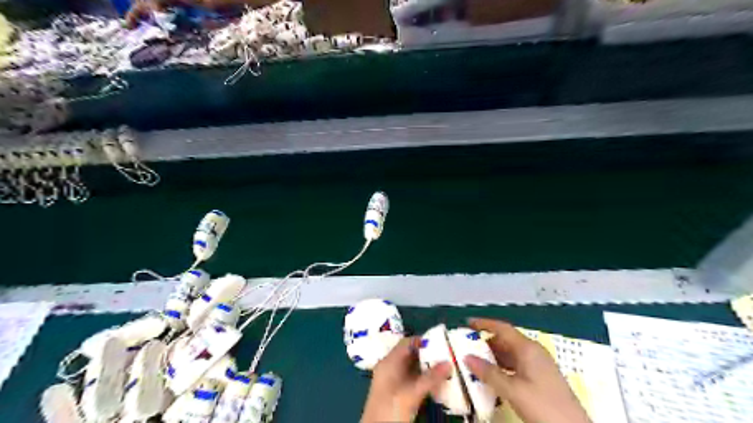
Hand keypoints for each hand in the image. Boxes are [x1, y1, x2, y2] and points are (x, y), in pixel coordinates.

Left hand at [362, 337, 448, 421]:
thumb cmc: (391, 409)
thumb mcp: (412, 393)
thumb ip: (430, 378)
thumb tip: (449, 362)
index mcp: (389, 362)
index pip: (407, 342)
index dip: (423, 341)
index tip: (441, 343)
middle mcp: (389, 367)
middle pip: (410, 354)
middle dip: (428, 355)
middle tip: (447, 356)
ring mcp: (392, 380)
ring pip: (412, 368)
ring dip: (427, 368)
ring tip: (446, 369)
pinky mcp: (396, 392)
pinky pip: (412, 379)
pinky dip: (424, 379)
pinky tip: (437, 384)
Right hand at [462, 318, 590, 422]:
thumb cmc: (543, 405)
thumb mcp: (513, 390)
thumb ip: (489, 373)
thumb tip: (467, 358)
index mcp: (528, 348)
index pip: (503, 328)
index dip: (484, 323)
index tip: (467, 323)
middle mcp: (533, 352)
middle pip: (506, 340)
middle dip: (486, 342)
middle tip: (467, 346)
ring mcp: (538, 365)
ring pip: (510, 354)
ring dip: (493, 356)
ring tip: (475, 362)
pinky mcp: (540, 378)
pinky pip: (516, 365)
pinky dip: (502, 367)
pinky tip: (493, 377)